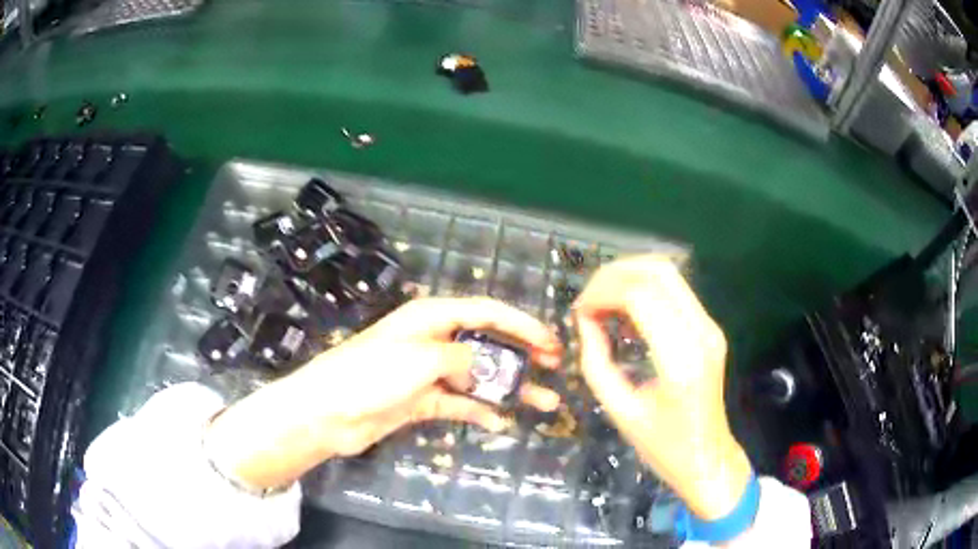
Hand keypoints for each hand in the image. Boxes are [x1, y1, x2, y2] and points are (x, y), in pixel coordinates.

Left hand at [206, 297, 562, 489]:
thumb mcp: (421, 357)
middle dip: (522, 354)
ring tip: (543, 400)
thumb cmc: (371, 375)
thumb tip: (481, 367)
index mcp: (433, 317)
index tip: (551, 341)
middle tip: (553, 366)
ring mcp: (429, 373)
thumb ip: (461, 358)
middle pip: (487, 342)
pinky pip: (461, 404)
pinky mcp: (423, 401)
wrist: (330, 412)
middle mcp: (434, 341)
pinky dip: (480, 412)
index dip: (522, 324)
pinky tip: (501, 422)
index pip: (487, 312)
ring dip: (509, 388)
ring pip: (479, 377)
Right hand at [574, 255, 751, 520]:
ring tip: (602, 303)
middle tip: (587, 300)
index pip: (640, 295)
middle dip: (614, 275)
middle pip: (658, 271)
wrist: (707, 459)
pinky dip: (644, 289)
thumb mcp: (620, 410)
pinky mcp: (710, 329)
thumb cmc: (662, 447)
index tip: (579, 312)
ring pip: (668, 273)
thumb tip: (585, 320)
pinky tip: (624, 311)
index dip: (603, 292)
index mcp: (680, 359)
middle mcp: (702, 332)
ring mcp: (710, 327)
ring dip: (629, 277)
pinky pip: (675, 291)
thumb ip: (597, 361)